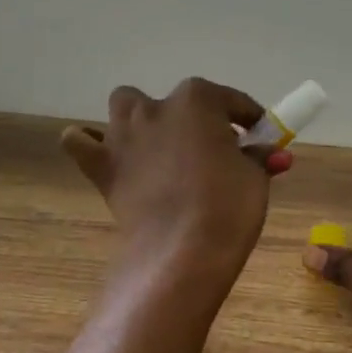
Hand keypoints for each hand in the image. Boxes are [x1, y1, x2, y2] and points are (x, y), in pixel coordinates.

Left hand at [61, 78, 286, 273]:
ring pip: (125, 108)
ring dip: (142, 121)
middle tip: (210, 150)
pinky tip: (109, 157)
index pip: (230, 101)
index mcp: (198, 100)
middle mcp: (155, 107)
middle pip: (177, 102)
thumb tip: (270, 153)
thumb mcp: (255, 178)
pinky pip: (81, 142)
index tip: (258, 136)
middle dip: (193, 119)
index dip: (248, 118)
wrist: (181, 252)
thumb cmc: (227, 207)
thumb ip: (258, 158)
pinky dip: (90, 144)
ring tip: (160, 149)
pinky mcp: (101, 166)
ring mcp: (122, 134)